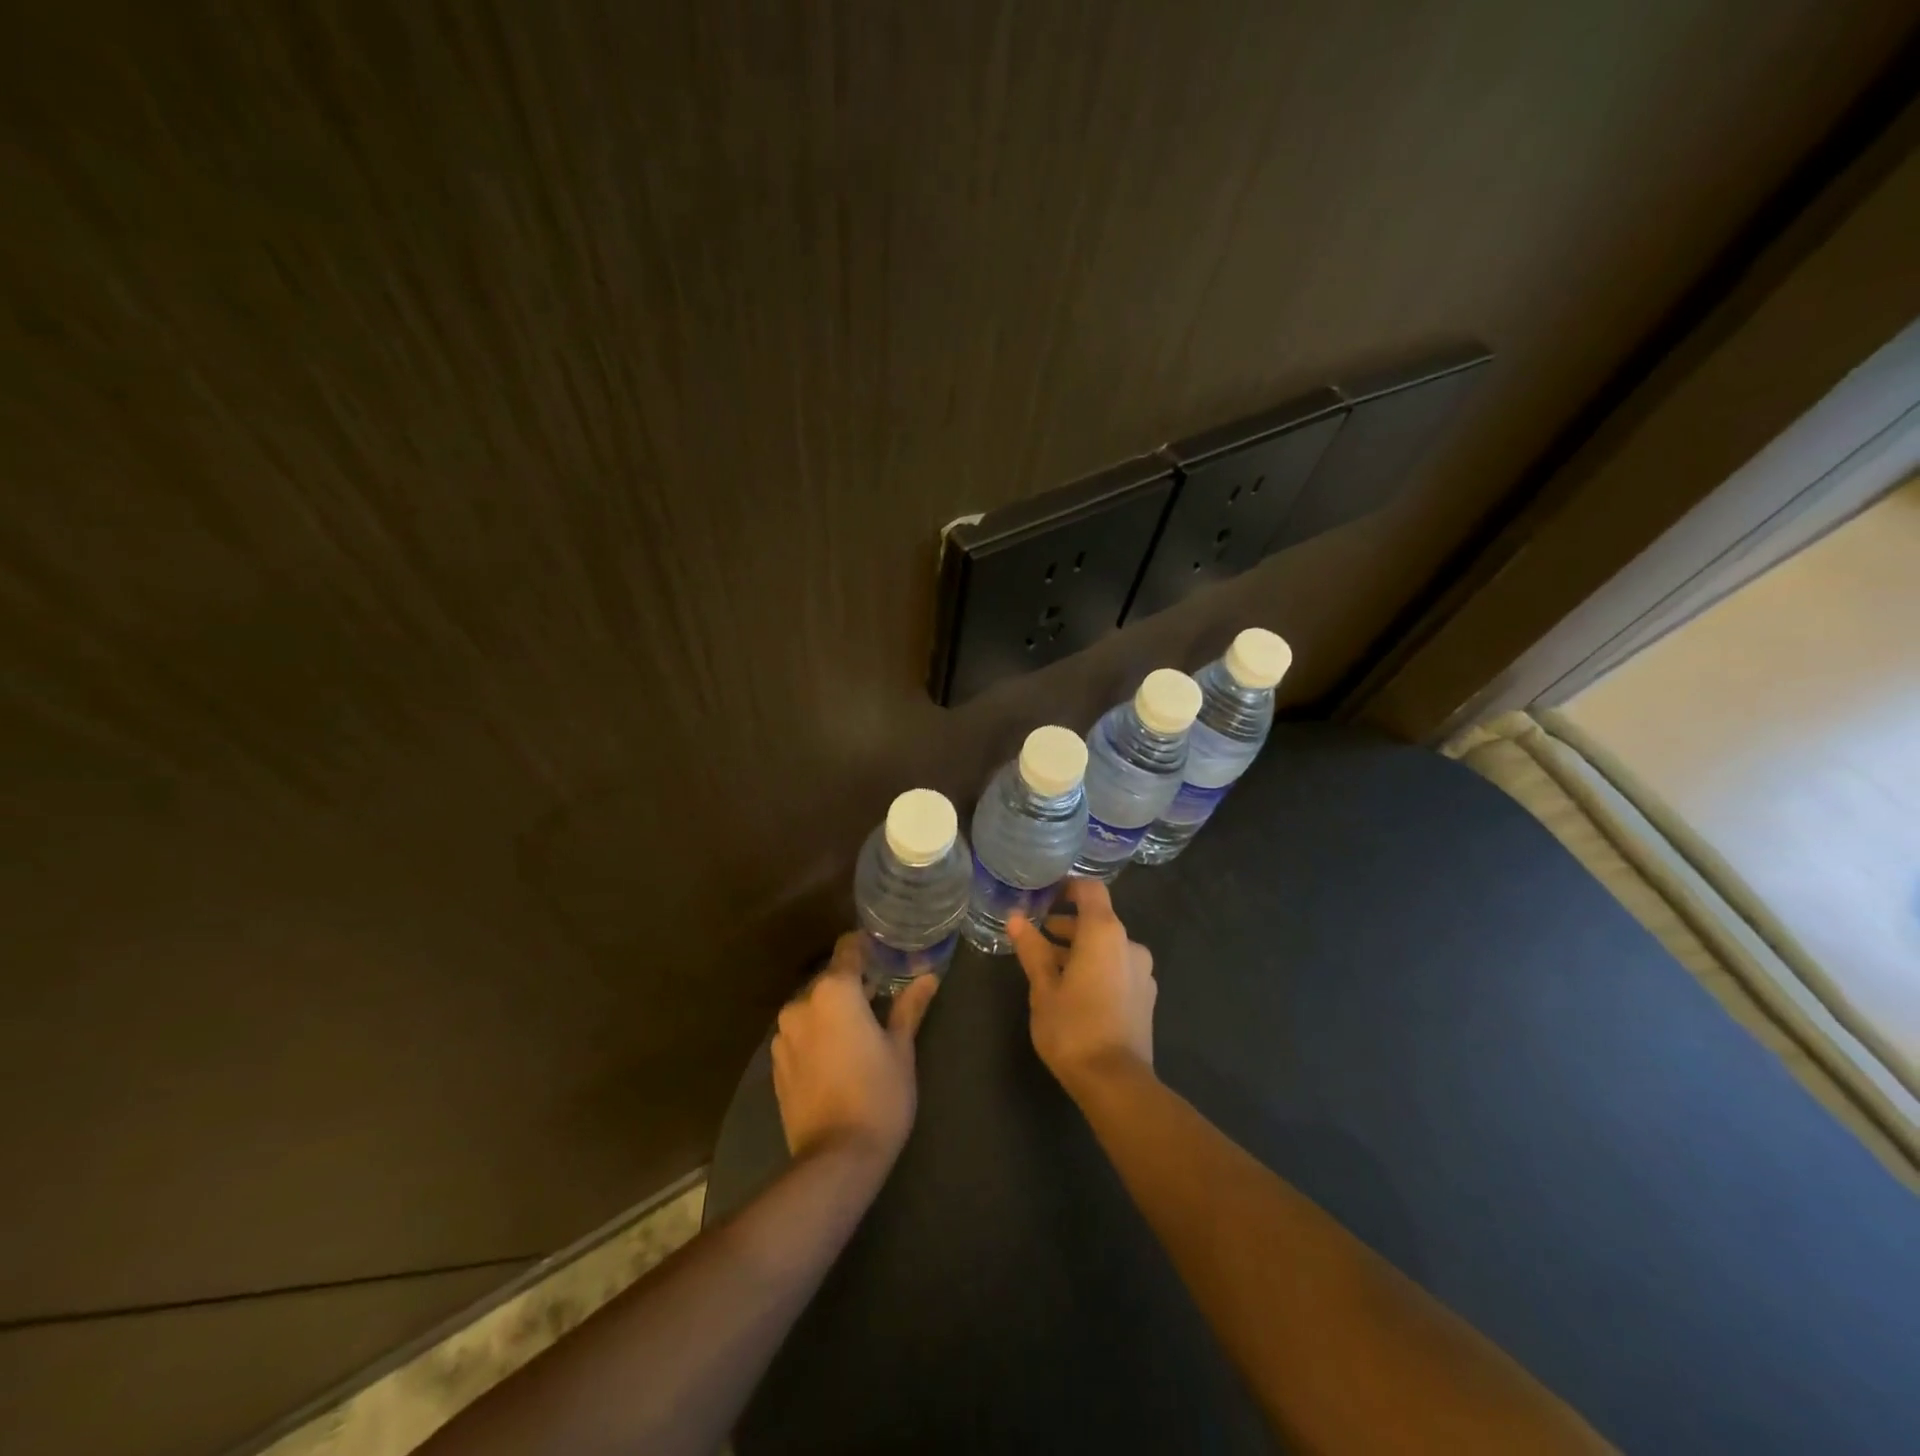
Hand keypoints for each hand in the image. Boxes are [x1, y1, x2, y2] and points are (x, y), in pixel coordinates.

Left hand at [771, 931, 939, 1167]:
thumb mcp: (901, 1049)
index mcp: (834, 992)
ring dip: (833, 1011)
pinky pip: (801, 1034)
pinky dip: (818, 1035)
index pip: (848, 950)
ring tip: (860, 1030)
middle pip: (830, 980)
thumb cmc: (879, 1095)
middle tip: (881, 998)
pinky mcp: (776, 1064)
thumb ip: (909, 1007)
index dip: (866, 946)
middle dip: (853, 984)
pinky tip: (838, 1056)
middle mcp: (802, 1004)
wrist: (835, 1159)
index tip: (884, 951)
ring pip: (813, 1008)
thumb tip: (928, 977)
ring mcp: (784, 1035)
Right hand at [1008, 878, 1156, 1097]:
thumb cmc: (1073, 1028)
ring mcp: (1142, 971)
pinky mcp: (1146, 996)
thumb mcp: (1043, 987)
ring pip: (1107, 946)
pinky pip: (1118, 967)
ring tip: (1050, 967)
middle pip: (1098, 919)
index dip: (1067, 887)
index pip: (1090, 889)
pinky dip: (1097, 967)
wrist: (1116, 1083)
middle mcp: (1129, 944)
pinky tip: (1075, 991)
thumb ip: (1032, 948)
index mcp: (1105, 933)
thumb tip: (1016, 918)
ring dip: (1081, 949)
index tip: (1044, 897)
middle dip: (1068, 924)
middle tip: (1037, 937)